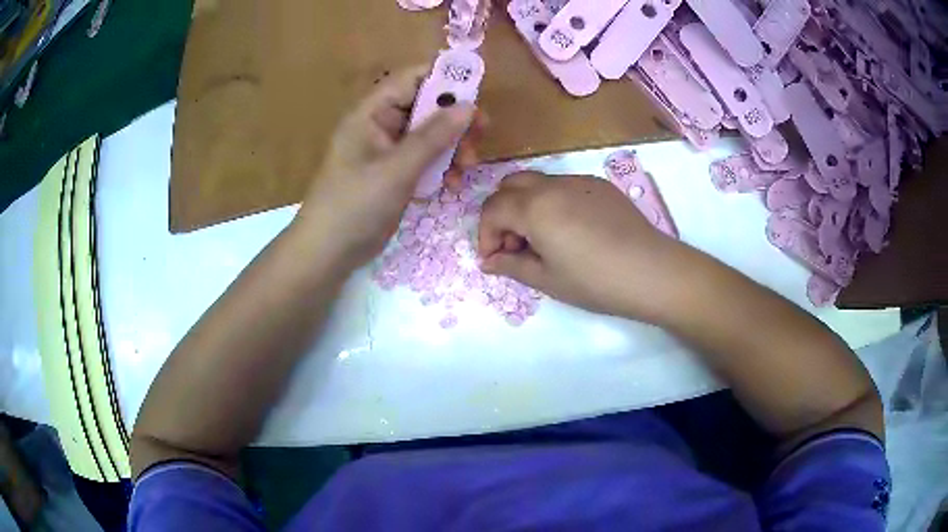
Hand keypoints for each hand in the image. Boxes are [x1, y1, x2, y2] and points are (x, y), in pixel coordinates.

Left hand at [294, 66, 476, 269]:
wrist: (329, 252)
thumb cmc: (355, 205)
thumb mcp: (396, 169)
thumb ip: (433, 137)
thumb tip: (469, 107)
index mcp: (372, 113)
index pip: (411, 79)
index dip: (443, 77)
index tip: (476, 90)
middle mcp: (380, 126)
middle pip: (426, 107)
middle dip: (455, 120)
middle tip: (482, 134)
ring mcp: (388, 152)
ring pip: (430, 136)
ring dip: (453, 147)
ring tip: (468, 168)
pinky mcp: (395, 175)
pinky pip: (424, 161)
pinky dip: (441, 168)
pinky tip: (451, 185)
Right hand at [478, 172, 687, 320]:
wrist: (651, 271)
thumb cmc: (595, 281)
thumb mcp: (546, 280)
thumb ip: (511, 265)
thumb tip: (488, 262)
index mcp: (534, 207)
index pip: (492, 209)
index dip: (485, 235)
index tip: (494, 259)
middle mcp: (552, 185)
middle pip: (510, 186)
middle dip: (502, 213)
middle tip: (515, 245)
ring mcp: (578, 180)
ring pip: (537, 183)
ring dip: (527, 206)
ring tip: (543, 239)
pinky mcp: (599, 185)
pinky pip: (563, 186)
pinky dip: (552, 202)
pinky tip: (571, 231)